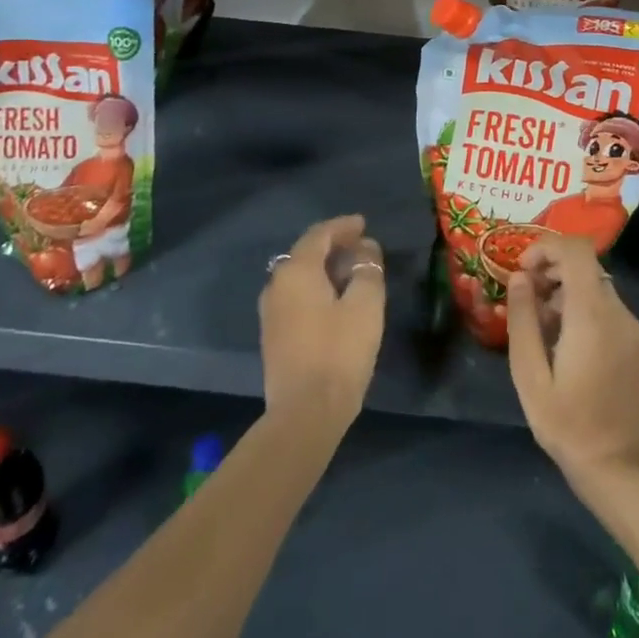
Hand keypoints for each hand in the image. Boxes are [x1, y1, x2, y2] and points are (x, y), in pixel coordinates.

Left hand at [259, 215, 384, 434]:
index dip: (343, 226)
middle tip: (361, 246)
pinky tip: (335, 299)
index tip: (364, 224)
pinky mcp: (273, 336)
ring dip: (324, 268)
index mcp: (296, 271)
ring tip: (352, 271)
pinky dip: (316, 288)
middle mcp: (277, 285)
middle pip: (305, 253)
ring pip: (299, 276)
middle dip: (334, 246)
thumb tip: (365, 249)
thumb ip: (367, 269)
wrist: (305, 414)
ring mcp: (271, 313)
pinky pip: (296, 297)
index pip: (319, 234)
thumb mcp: (366, 305)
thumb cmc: (339, 352)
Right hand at [506, 236, 638, 492]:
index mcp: (592, 315)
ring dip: (567, 293)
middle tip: (528, 302)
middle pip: (586, 266)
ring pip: (597, 287)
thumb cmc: (566, 424)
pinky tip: (568, 346)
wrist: (619, 469)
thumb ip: (523, 319)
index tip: (523, 270)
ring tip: (543, 330)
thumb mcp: (529, 374)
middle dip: (553, 272)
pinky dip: (585, 310)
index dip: (547, 247)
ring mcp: (634, 328)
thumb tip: (519, 278)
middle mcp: (619, 312)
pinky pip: (609, 309)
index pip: (577, 250)